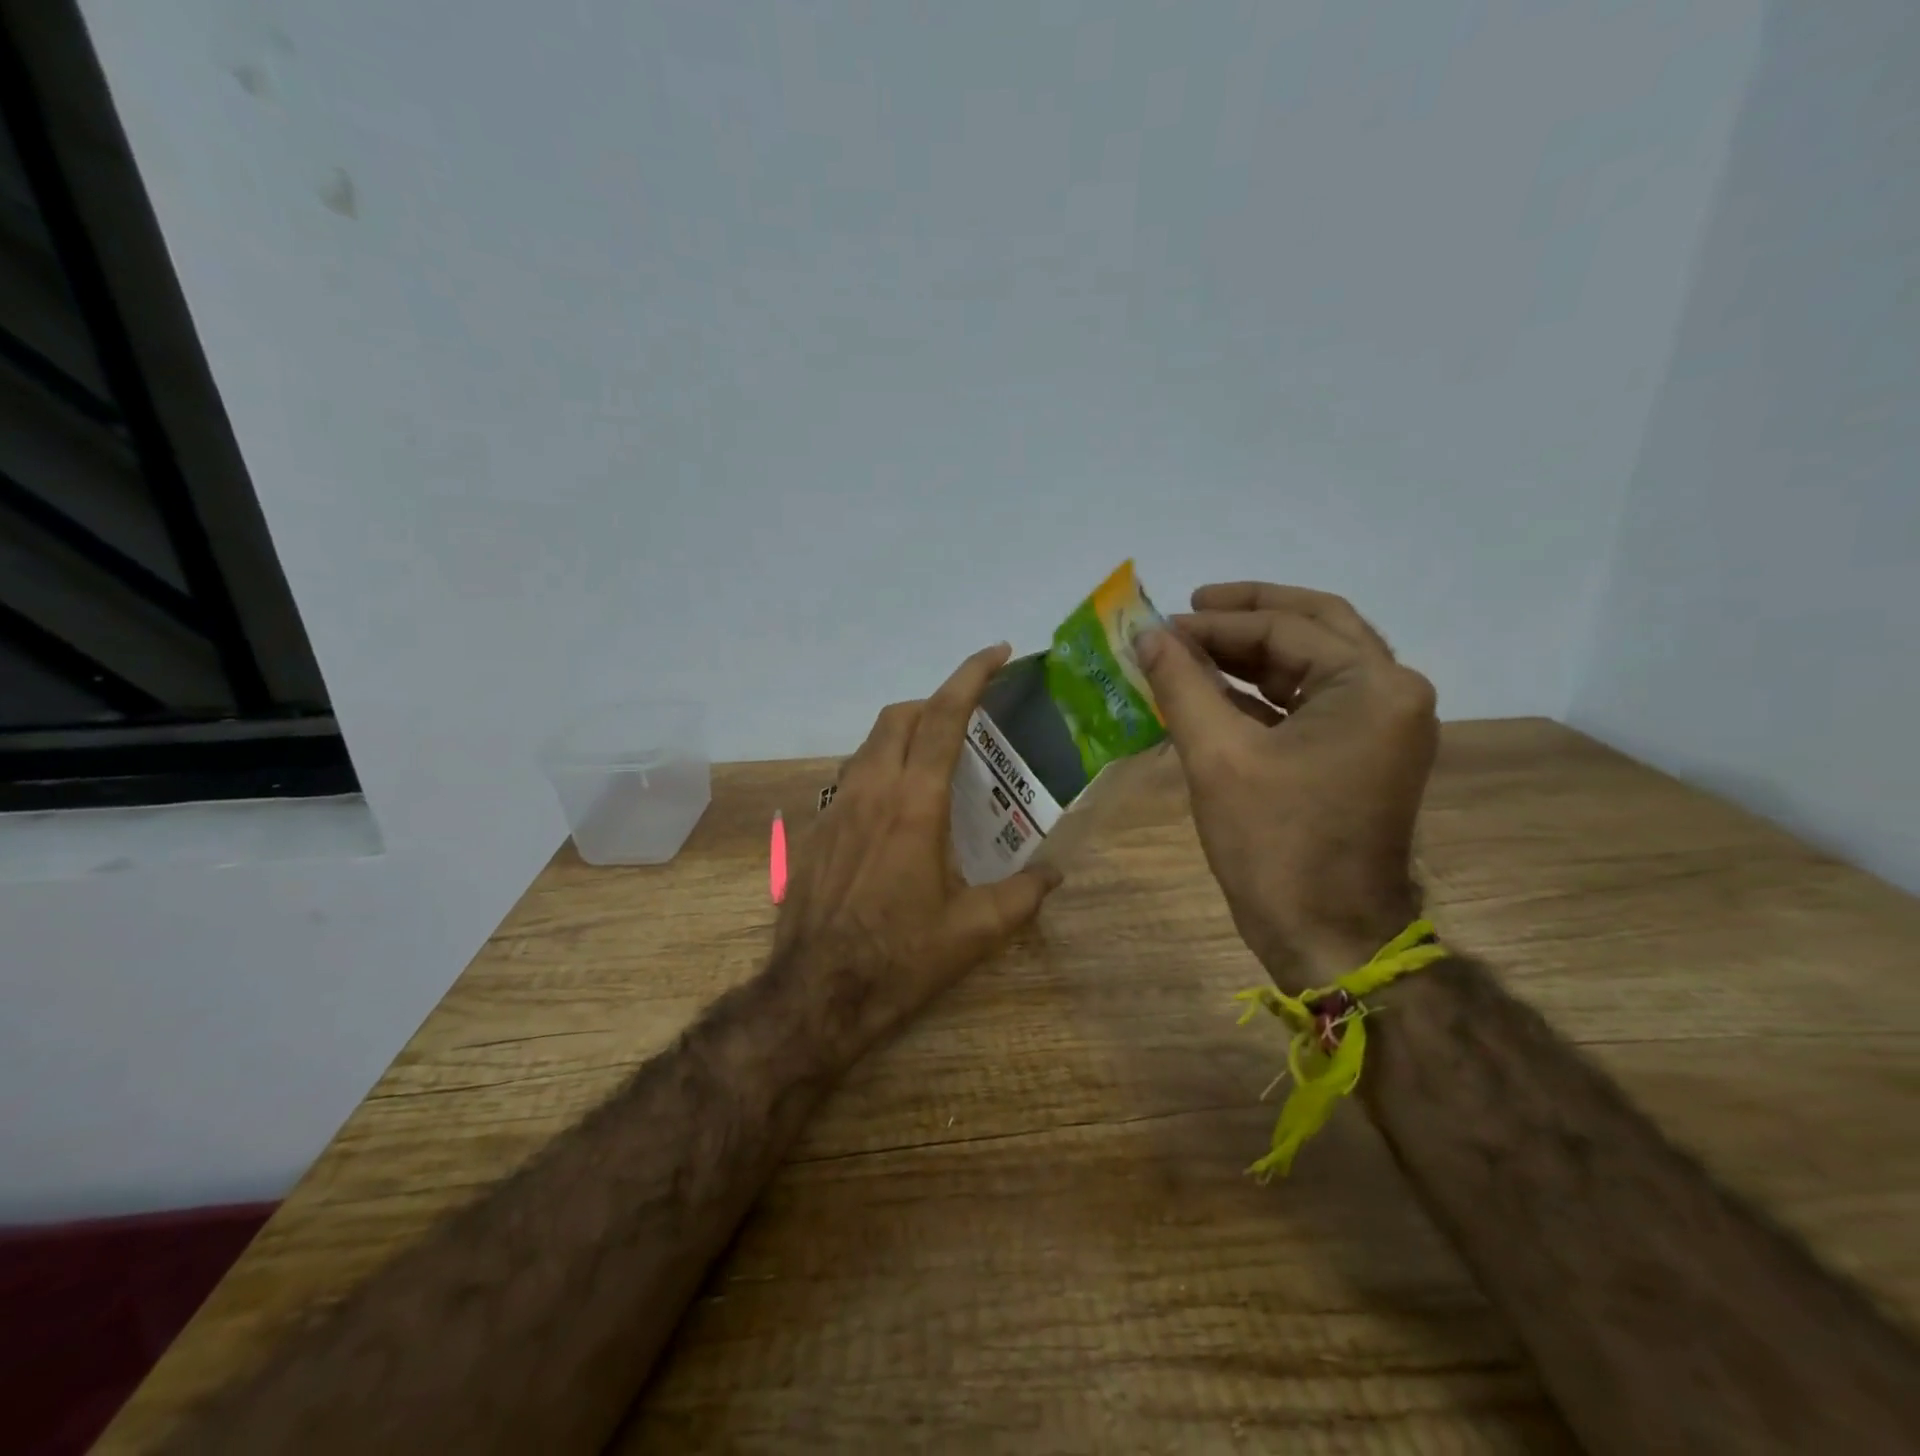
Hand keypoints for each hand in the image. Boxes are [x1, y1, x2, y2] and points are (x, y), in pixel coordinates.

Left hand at [777, 643, 1062, 1051]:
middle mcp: (871, 790)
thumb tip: (1053, 874)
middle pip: (900, 716)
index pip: (944, 717)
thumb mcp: (975, 931)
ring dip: (903, 735)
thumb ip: (1022, 895)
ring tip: (933, 761)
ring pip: (869, 744)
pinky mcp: (814, 832)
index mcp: (915, 803)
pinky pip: (849, 779)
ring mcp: (834, 808)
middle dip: (935, 702)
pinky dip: (878, 770)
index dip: (972, 675)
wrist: (816, 994)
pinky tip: (893, 811)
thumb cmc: (901, 957)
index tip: (997, 653)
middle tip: (968, 720)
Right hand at [1135, 583, 1436, 991]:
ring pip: (1313, 663)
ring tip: (1192, 647)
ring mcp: (1382, 725)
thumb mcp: (1218, 756)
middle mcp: (1391, 693)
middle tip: (1191, 606)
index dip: (1215, 624)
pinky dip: (1264, 691)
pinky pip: (1310, 702)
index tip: (1160, 625)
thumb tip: (1148, 635)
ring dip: (1253, 653)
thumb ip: (1182, 685)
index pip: (1286, 629)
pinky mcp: (1362, 754)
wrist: (1327, 935)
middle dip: (1249, 615)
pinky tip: (1214, 690)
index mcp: (1372, 686)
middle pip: (1316, 627)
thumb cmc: (1275, 844)